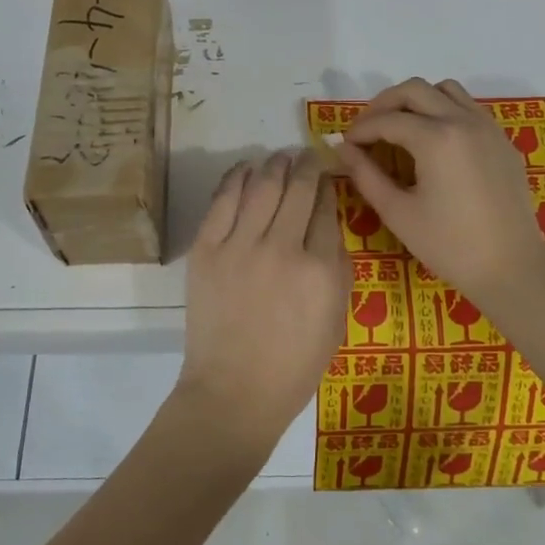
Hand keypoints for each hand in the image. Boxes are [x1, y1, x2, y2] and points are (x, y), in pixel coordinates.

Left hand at [175, 149, 347, 460]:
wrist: (235, 390)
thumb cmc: (294, 364)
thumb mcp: (337, 318)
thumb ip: (338, 266)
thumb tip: (328, 220)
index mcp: (321, 269)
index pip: (326, 209)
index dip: (327, 186)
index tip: (325, 176)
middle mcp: (283, 248)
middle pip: (297, 188)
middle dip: (304, 165)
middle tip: (306, 154)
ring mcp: (241, 246)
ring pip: (262, 185)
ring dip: (274, 165)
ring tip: (279, 157)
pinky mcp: (207, 249)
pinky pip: (223, 200)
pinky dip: (236, 177)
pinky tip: (246, 168)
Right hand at [336, 78, 544, 310]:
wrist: (511, 268)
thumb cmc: (449, 245)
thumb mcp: (397, 213)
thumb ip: (366, 175)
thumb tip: (343, 149)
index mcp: (436, 138)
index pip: (387, 119)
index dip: (360, 129)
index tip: (345, 145)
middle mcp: (463, 121)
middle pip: (414, 90)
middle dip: (384, 104)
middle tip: (367, 130)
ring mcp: (488, 127)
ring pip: (445, 90)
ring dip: (417, 101)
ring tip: (400, 128)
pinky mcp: (502, 140)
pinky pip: (469, 107)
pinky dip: (444, 111)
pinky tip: (434, 141)